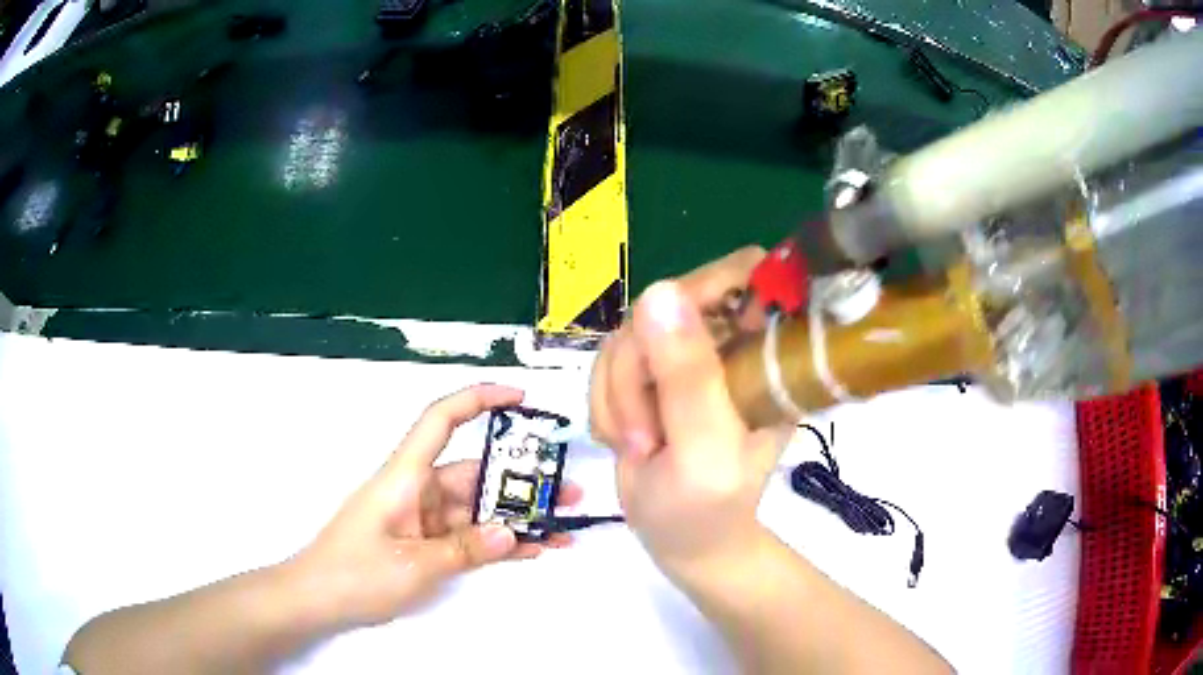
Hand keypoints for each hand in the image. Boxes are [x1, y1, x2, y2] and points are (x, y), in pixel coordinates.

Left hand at [288, 384, 580, 629]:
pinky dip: (497, 542)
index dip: (479, 400)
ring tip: (563, 528)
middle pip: (474, 473)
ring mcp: (423, 519)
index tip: (521, 398)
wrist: (317, 600)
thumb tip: (512, 533)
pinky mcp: (426, 543)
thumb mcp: (413, 565)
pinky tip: (532, 550)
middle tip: (568, 493)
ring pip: (478, 509)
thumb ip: (465, 549)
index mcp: (405, 477)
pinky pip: (469, 536)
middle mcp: (417, 490)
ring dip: (517, 518)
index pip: (441, 420)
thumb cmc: (354, 573)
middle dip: (522, 481)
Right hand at [589, 248, 792, 570]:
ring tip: (638, 445)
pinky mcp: (651, 371)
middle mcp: (730, 342)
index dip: (707, 289)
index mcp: (766, 353)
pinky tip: (625, 438)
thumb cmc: (708, 509)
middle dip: (639, 368)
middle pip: (668, 301)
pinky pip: (608, 358)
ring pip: (628, 332)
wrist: (682, 542)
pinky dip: (605, 401)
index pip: (747, 274)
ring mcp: (687, 354)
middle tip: (644, 432)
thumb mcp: (704, 451)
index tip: (670, 347)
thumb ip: (689, 378)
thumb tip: (660, 292)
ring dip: (617, 394)